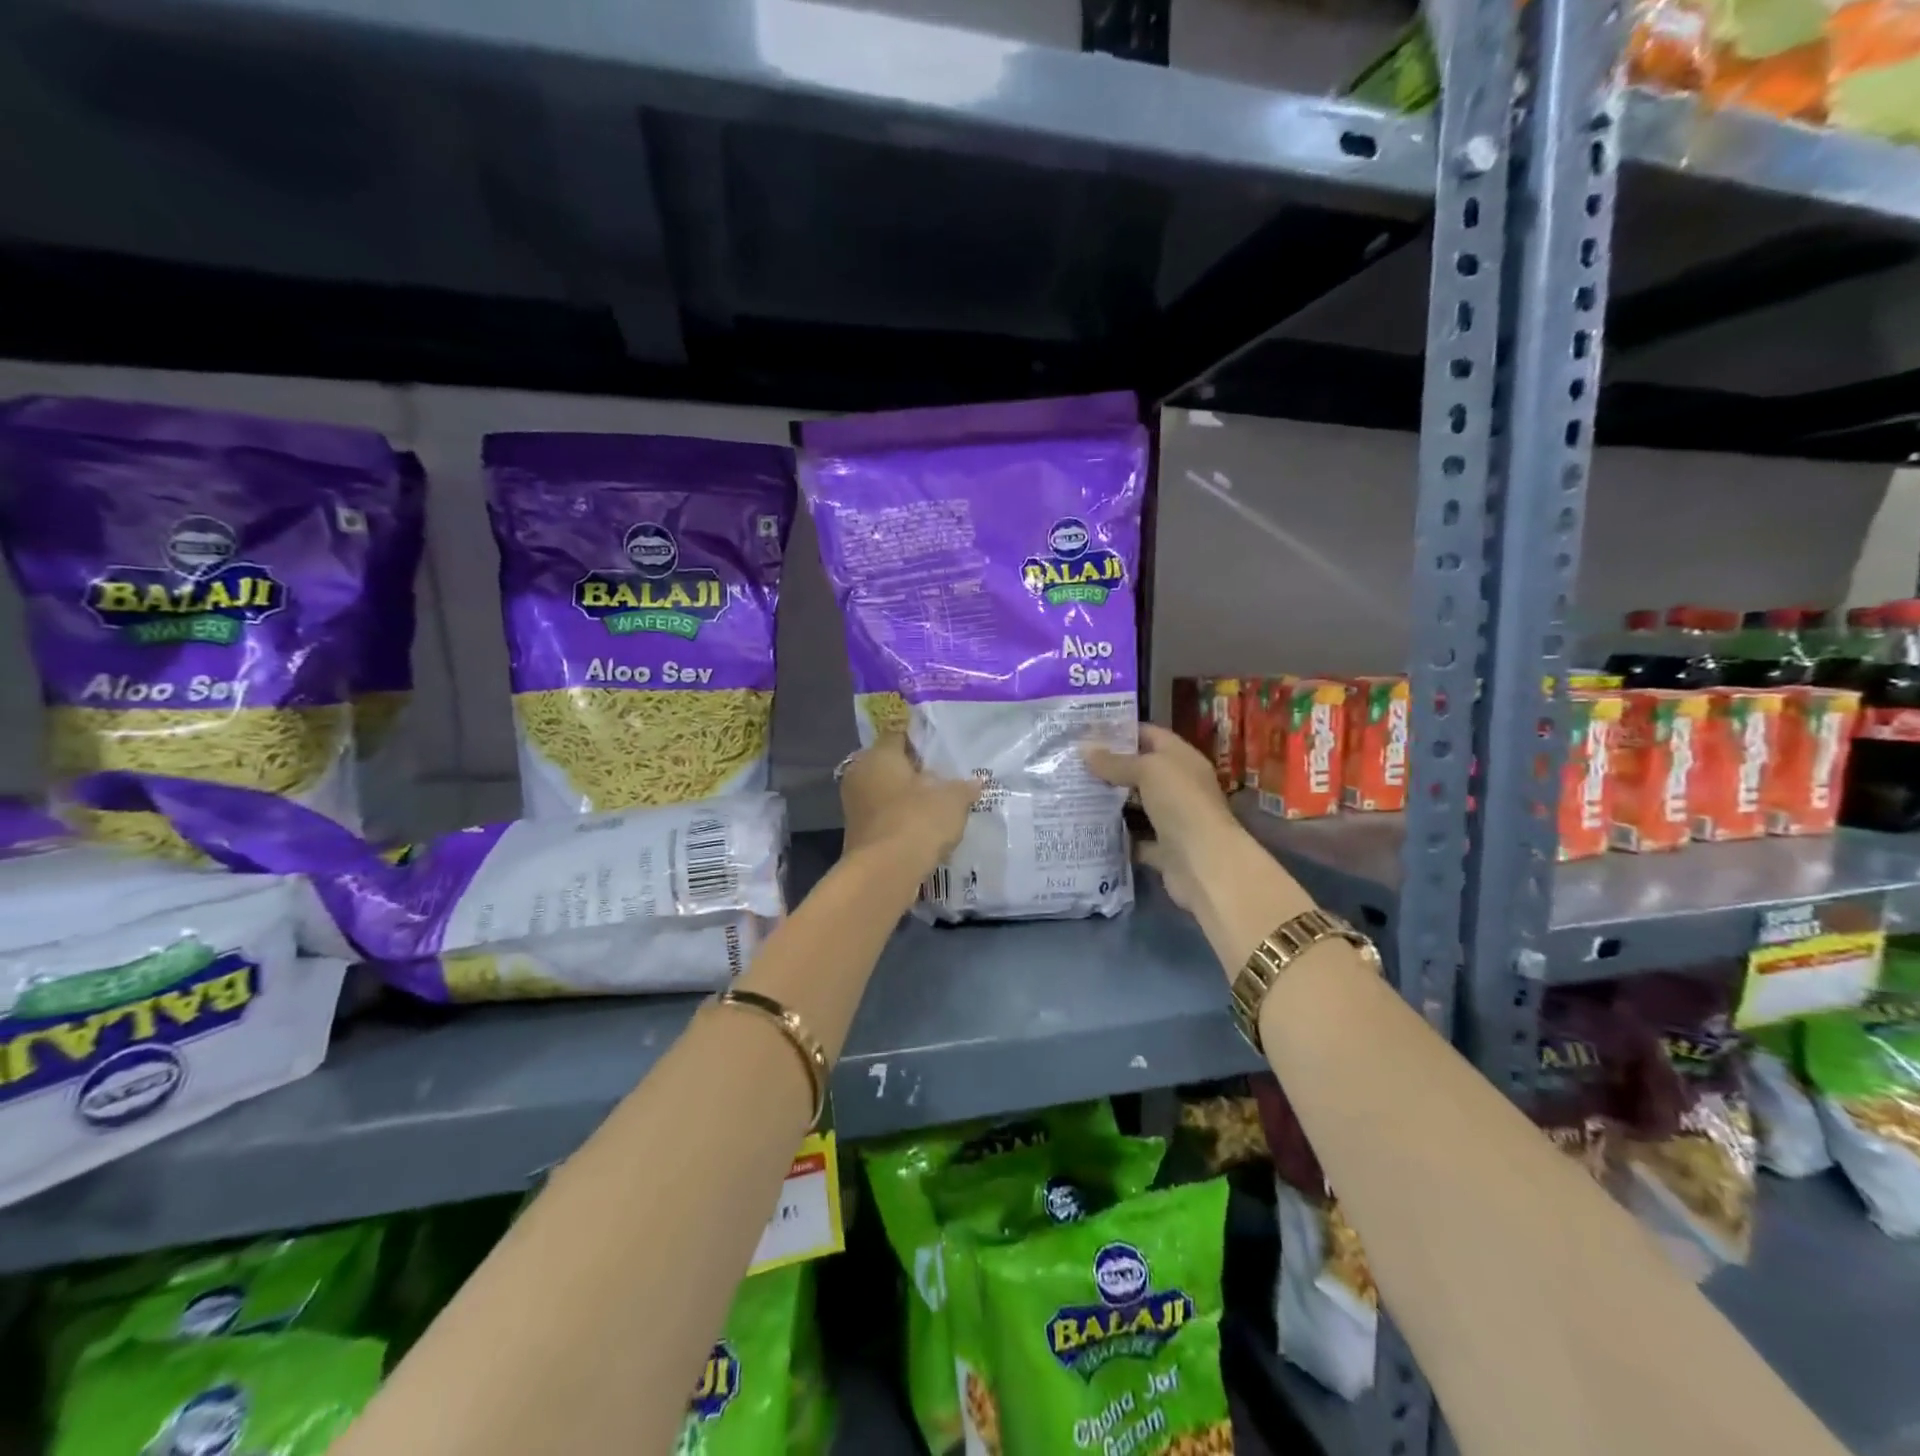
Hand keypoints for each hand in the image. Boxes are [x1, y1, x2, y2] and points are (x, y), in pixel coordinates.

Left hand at [839, 732, 982, 862]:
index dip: (920, 739)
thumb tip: (975, 782)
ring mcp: (854, 804)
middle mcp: (860, 774)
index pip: (898, 734)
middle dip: (914, 771)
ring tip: (937, 805)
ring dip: (907, 797)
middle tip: (943, 777)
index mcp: (878, 754)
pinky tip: (923, 828)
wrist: (886, 872)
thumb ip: (964, 787)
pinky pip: (885, 816)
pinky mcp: (858, 832)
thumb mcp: (952, 800)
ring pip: (887, 792)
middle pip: (891, 764)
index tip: (940, 748)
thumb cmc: (917, 820)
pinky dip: (901, 819)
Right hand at [1087, 724, 1313, 973]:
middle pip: (1141, 771)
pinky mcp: (1163, 850)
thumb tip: (1085, 748)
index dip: (1122, 730)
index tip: (1087, 730)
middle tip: (1071, 762)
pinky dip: (1116, 836)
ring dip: (1109, 801)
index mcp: (1182, 759)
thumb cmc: (1181, 804)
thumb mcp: (1148, 771)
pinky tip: (1087, 828)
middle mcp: (1179, 786)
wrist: (1206, 865)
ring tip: (1072, 792)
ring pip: (1136, 806)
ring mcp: (1172, 820)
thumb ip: (1116, 761)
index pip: (1150, 735)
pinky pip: (1134, 839)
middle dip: (1109, 767)